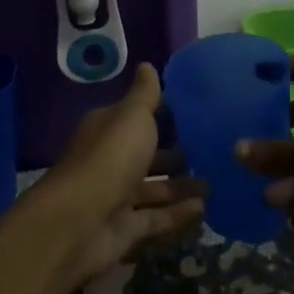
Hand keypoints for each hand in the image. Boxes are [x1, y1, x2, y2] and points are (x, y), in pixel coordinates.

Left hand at [24, 63, 204, 290]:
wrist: (79, 221)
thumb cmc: (110, 157)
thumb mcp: (132, 116)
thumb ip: (145, 95)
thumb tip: (147, 65)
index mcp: (108, 129)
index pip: (137, 117)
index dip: (163, 114)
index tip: (195, 113)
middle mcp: (110, 160)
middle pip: (146, 154)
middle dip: (174, 153)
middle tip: (209, 152)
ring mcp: (116, 196)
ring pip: (154, 188)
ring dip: (181, 185)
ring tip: (214, 183)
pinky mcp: (125, 228)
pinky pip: (156, 218)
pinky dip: (177, 213)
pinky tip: (204, 209)